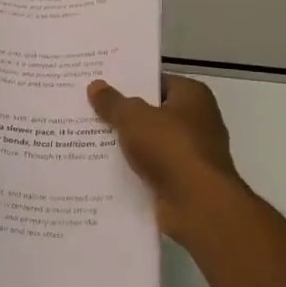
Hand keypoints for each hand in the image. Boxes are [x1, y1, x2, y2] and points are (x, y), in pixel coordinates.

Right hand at [87, 74, 254, 247]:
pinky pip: (151, 168)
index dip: (130, 81)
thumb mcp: (133, 118)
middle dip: (123, 113)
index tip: (101, 84)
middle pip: (152, 112)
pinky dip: (133, 169)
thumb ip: (113, 102)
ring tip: (87, 138)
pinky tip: (103, 169)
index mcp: (193, 96)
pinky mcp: (184, 181)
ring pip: (150, 142)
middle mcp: (197, 121)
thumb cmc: (170, 148)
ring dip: (125, 144)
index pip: (157, 81)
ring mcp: (192, 154)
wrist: (199, 205)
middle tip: (87, 109)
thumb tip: (95, 85)